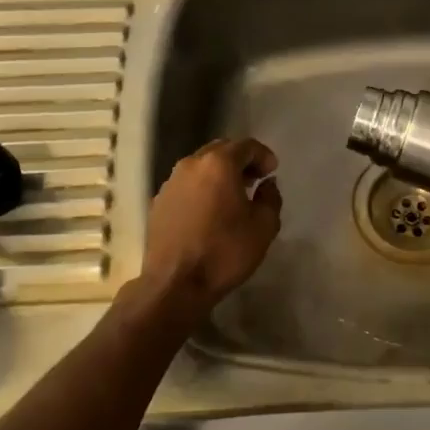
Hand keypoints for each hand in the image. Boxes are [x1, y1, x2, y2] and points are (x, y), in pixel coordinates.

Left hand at [140, 137, 281, 311]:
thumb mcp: (264, 227)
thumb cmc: (225, 252)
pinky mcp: (158, 203)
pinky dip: (201, 189)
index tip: (272, 172)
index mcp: (218, 164)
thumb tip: (267, 184)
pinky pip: (185, 185)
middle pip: (220, 150)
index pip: (246, 145)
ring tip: (232, 196)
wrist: (176, 284)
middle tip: (254, 180)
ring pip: (200, 167)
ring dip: (218, 174)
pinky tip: (209, 212)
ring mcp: (170, 183)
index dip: (263, 155)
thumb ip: (271, 198)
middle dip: (240, 161)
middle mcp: (190, 165)